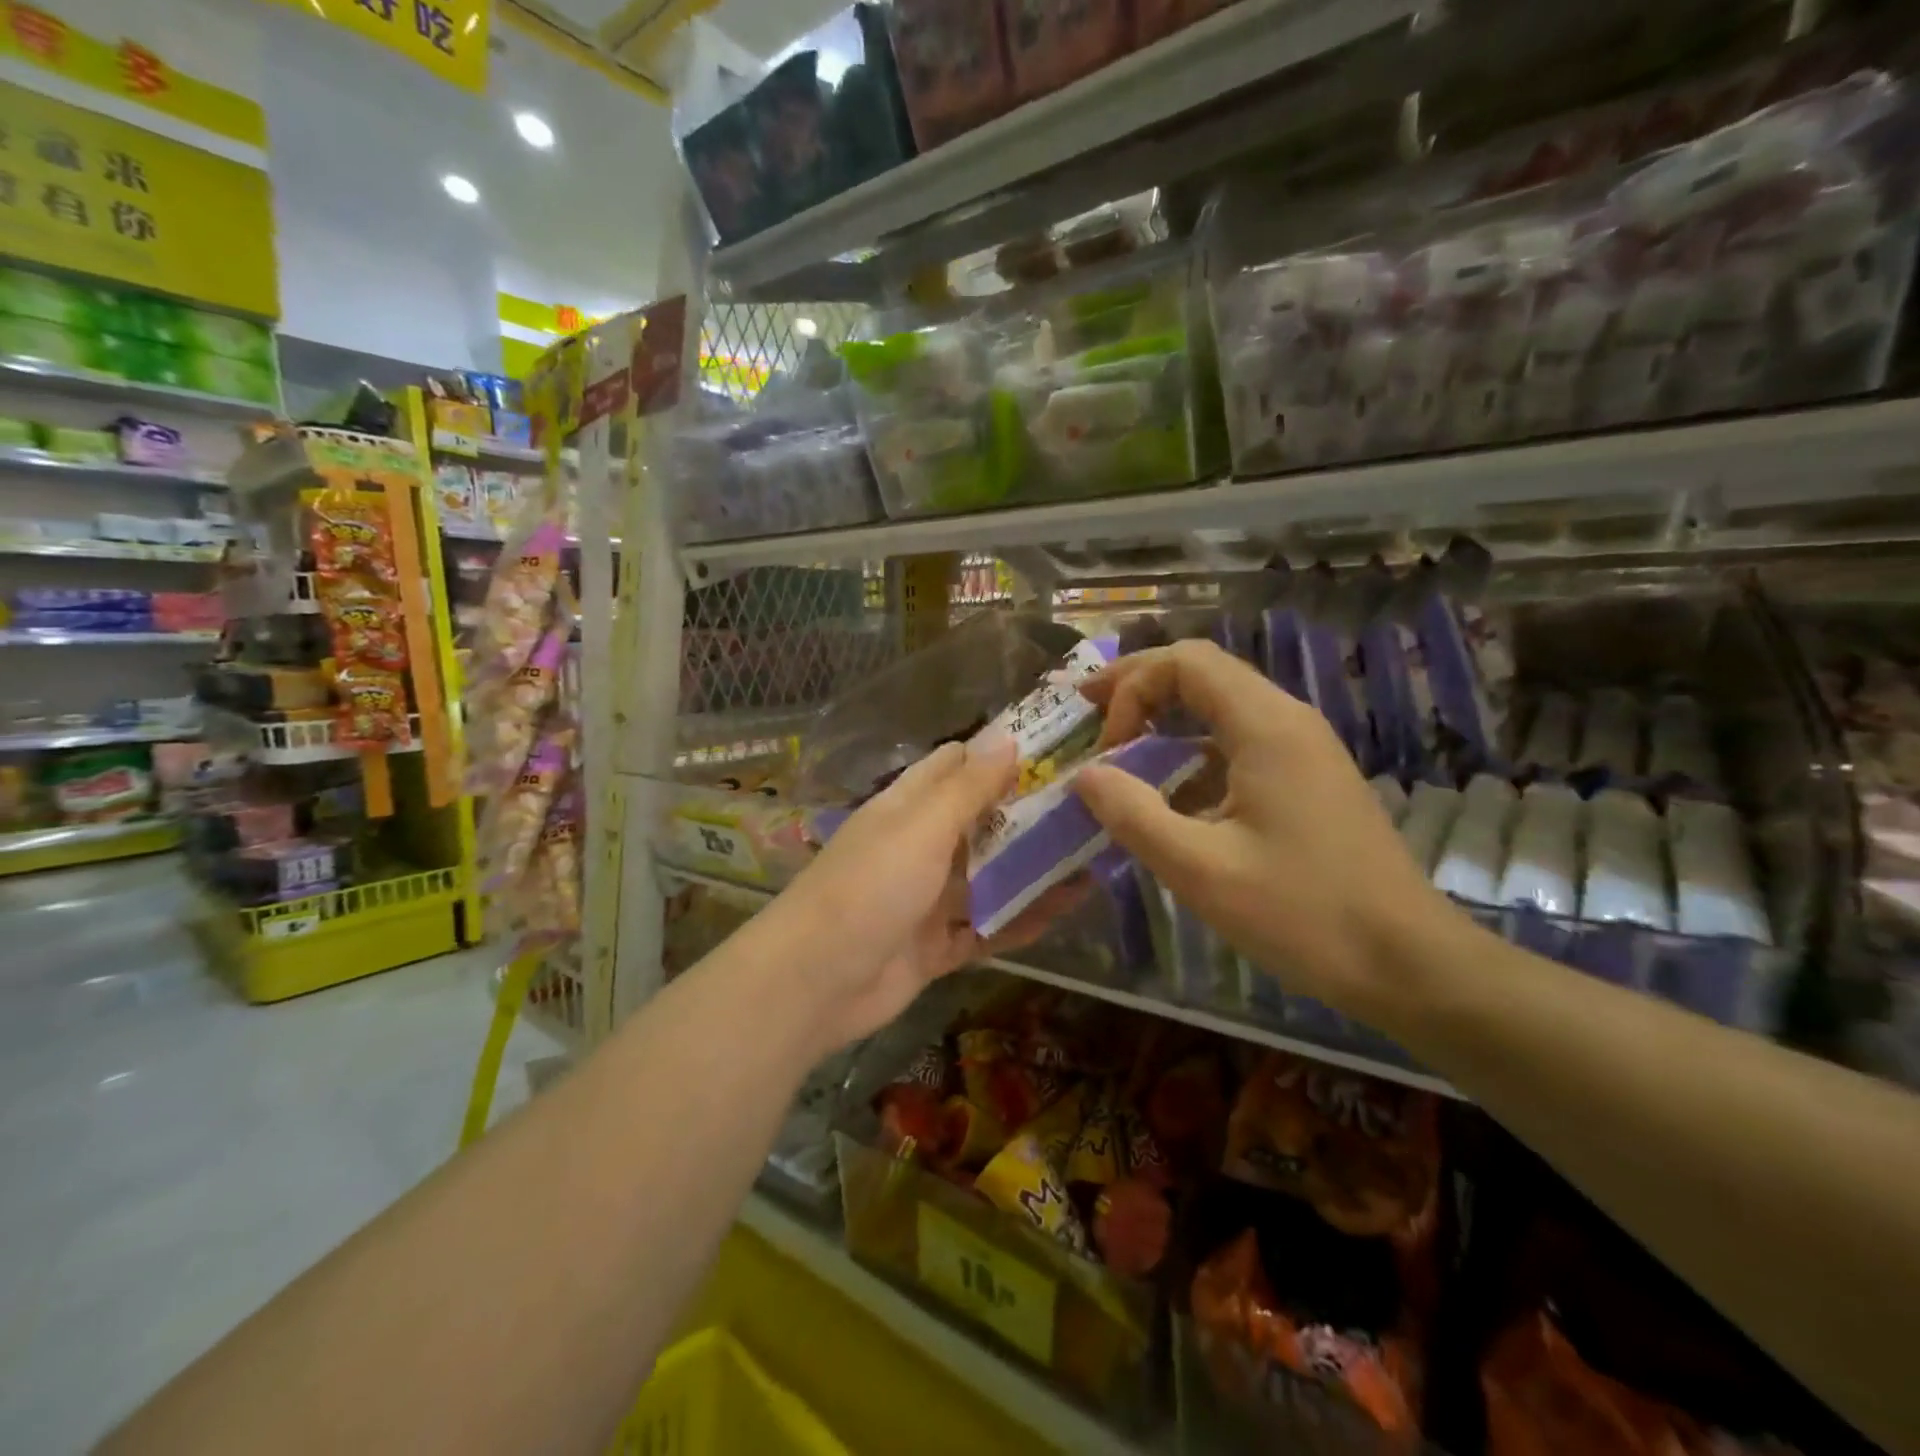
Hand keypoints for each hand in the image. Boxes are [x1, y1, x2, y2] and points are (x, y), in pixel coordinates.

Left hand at [768, 736, 1083, 1052]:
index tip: (1055, 750)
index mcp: (907, 808)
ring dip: (1032, 869)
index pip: (954, 767)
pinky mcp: (937, 947)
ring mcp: (927, 900)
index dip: (998, 755)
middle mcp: (918, 847)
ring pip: (989, 878)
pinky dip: (1022, 920)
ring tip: (1093, 854)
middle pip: (979, 823)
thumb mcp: (921, 828)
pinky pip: (988, 928)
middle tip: (1091, 804)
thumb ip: (967, 788)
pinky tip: (1068, 908)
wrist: (814, 982)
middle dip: (1027, 814)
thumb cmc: (869, 887)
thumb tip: (1007, 740)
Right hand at [1071, 640, 1451, 1029]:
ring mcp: (1304, 748)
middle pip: (1202, 671)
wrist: (1408, 962)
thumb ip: (1133, 815)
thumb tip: (1085, 775)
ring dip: (1165, 717)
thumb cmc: (1303, 913)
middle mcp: (1288, 720)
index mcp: (1266, 726)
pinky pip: (1239, 741)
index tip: (1104, 747)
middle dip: (1139, 687)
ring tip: (1119, 748)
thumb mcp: (1200, 870)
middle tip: (1089, 711)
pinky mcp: (1308, 778)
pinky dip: (1192, 751)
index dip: (1130, 688)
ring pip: (1221, 704)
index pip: (1185, 662)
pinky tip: (1172, 794)